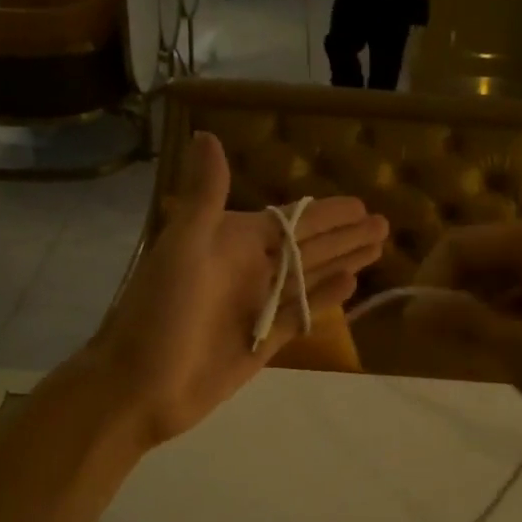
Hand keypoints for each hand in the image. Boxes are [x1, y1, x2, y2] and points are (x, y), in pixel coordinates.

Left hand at [87, 132, 387, 451]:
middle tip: (383, 222)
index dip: (325, 212)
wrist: (139, 387)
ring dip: (343, 260)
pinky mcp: (265, 341)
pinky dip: (326, 298)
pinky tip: (352, 284)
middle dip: (345, 234)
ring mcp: (259, 306)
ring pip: (311, 276)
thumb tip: (207, 134)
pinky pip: (303, 313)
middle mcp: (250, 269)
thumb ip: (205, 196)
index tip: (360, 202)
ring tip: (378, 247)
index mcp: (232, 243)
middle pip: (308, 246)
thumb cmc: (159, 313)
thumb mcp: (182, 247)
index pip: (289, 220)